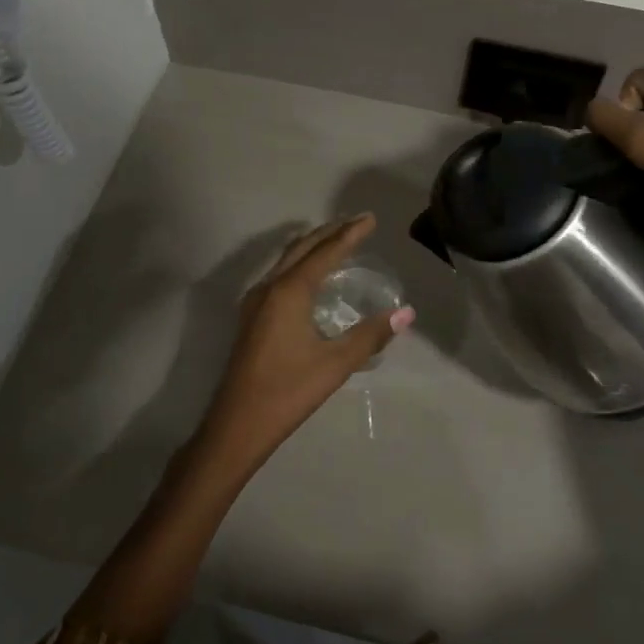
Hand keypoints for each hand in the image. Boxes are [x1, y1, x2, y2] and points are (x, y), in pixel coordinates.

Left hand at [194, 214, 414, 476]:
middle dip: (330, 232)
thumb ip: (371, 335)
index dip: (350, 234)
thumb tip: (406, 312)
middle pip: (302, 247)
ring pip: (286, 259)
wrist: (237, 425)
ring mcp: (255, 301)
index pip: (325, 252)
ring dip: (312, 245)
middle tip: (356, 222)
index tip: (370, 219)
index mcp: (289, 291)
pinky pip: (279, 274)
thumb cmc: (288, 391)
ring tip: (336, 240)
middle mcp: (269, 287)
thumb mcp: (335, 364)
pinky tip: (310, 277)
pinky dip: (299, 263)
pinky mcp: (251, 317)